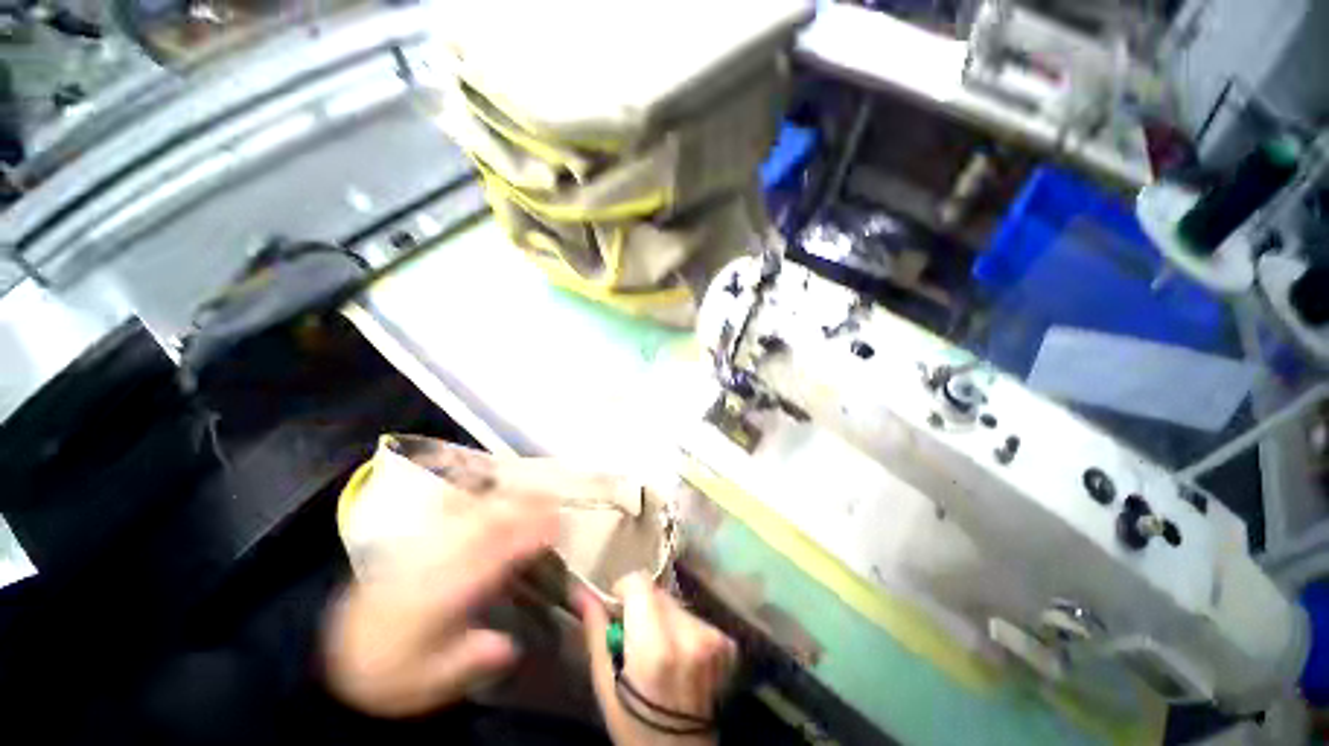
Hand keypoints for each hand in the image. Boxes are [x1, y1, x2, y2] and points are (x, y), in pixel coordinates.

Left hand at [322, 496, 556, 716]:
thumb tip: (509, 644)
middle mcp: (430, 564)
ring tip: (532, 489)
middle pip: (482, 524)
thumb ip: (468, 661)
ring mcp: (421, 547)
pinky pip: (445, 506)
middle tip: (555, 500)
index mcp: (437, 599)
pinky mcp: (414, 541)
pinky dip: (472, 490)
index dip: (527, 537)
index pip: (491, 559)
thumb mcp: (428, 683)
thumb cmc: (393, 672)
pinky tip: (488, 483)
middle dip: (523, 506)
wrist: (341, 655)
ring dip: (505, 496)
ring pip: (467, 511)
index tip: (557, 526)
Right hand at [579, 573, 737, 745]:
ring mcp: (713, 639)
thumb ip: (596, 629)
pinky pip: (695, 617)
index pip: (641, 583)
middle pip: (660, 592)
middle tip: (636, 637)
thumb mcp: (604, 681)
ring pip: (677, 603)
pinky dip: (683, 628)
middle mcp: (689, 636)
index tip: (618, 608)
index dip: (625, 589)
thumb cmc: (633, 723)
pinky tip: (679, 656)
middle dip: (644, 606)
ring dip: (664, 617)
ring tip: (659, 650)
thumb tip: (580, 590)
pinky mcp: (727, 643)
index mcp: (655, 647)